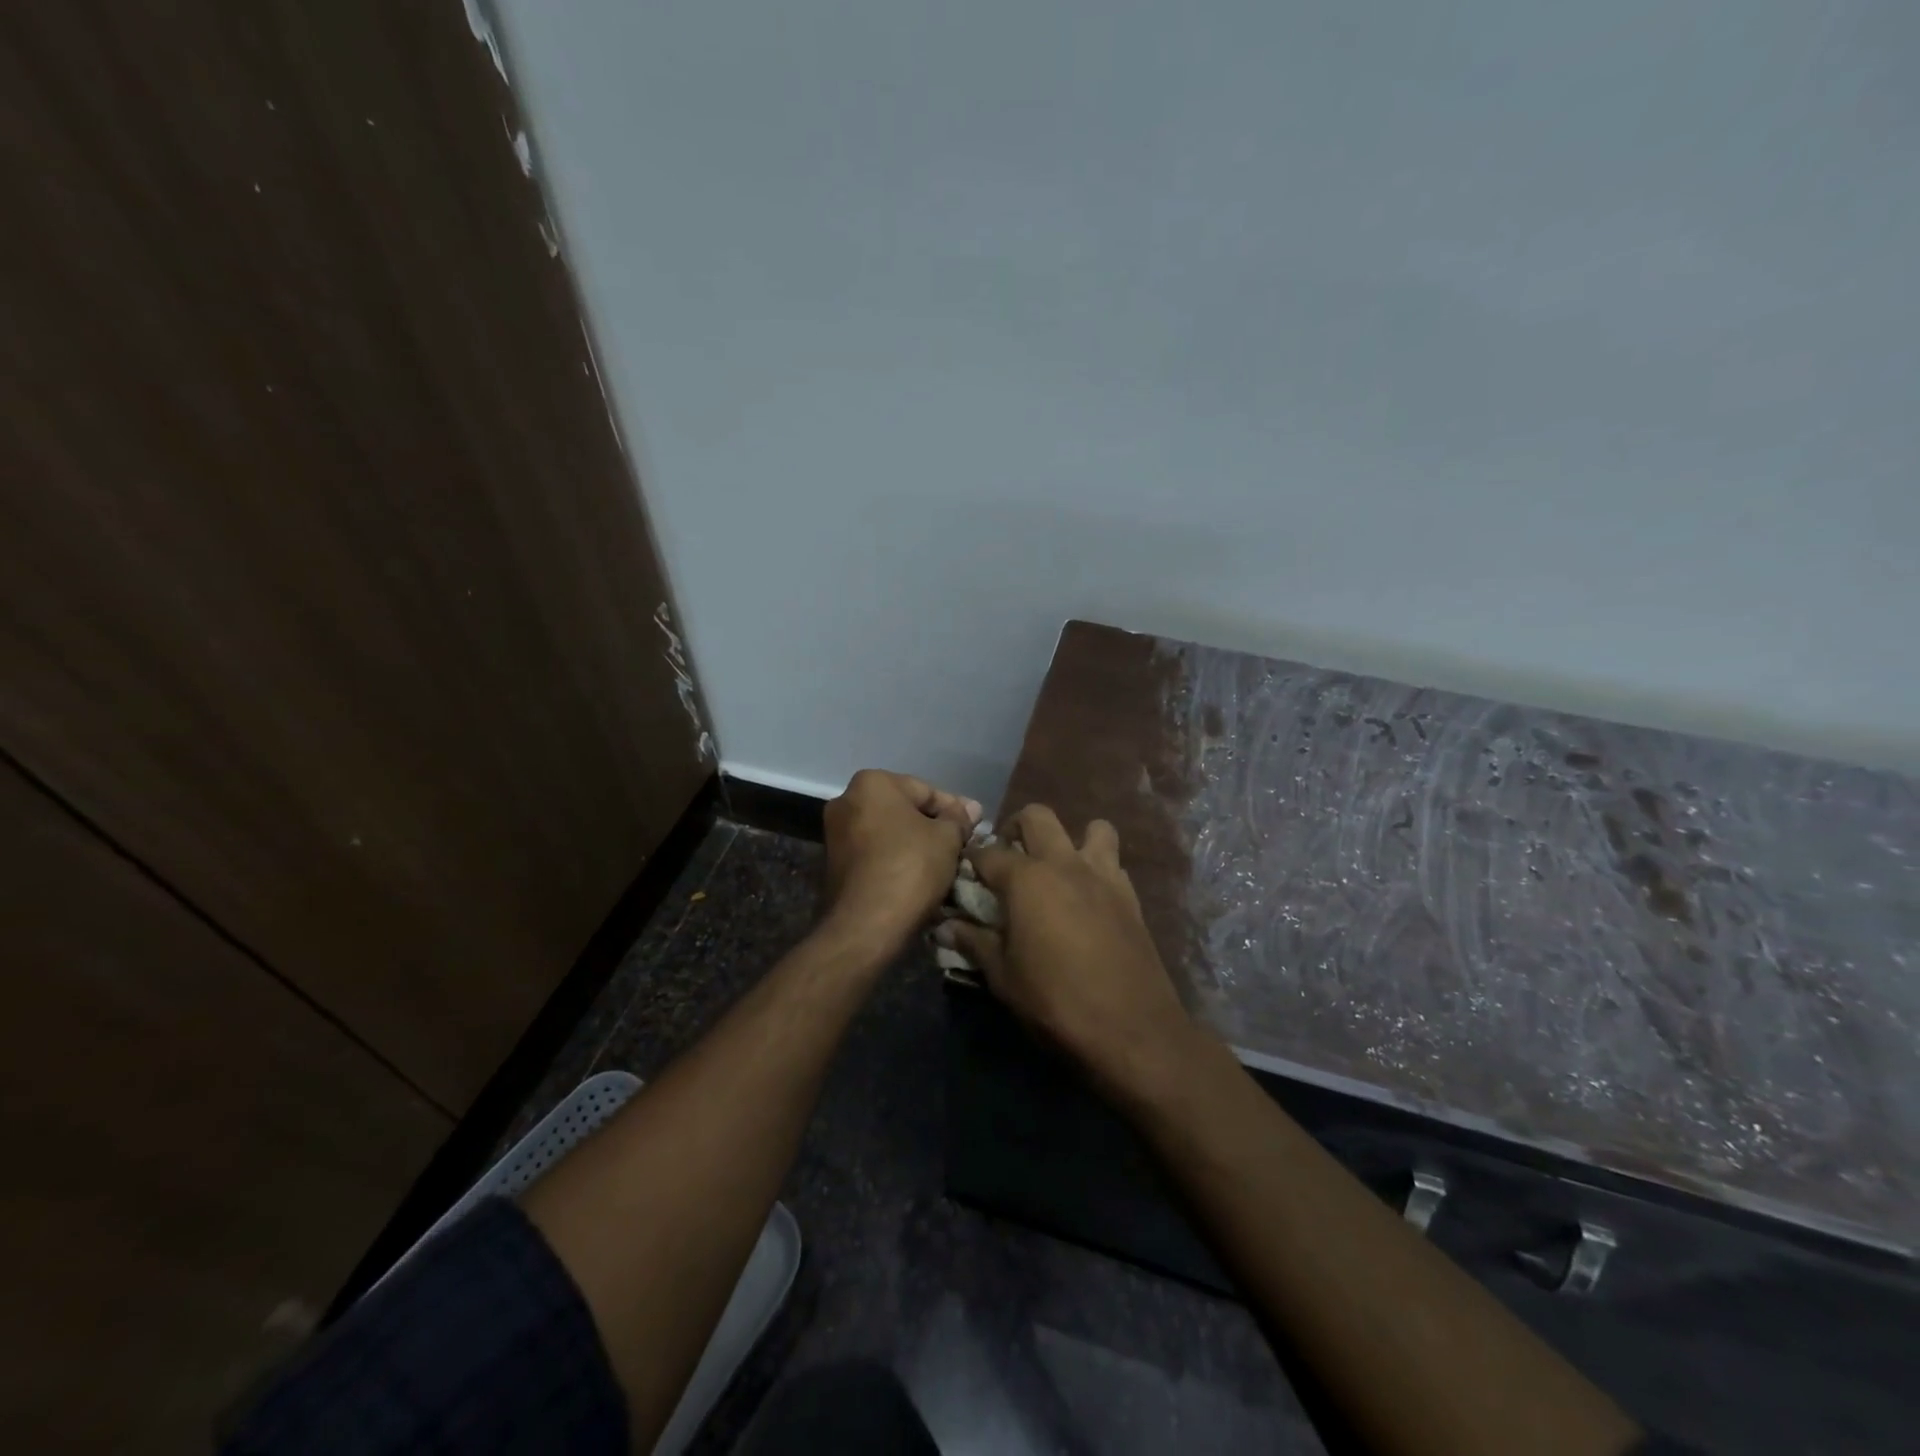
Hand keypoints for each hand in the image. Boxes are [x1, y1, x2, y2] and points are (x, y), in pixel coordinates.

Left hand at [822, 770, 980, 958]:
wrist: (866, 926)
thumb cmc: (910, 868)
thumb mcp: (947, 838)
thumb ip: (959, 818)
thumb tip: (971, 808)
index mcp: (872, 783)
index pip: (926, 790)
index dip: (955, 811)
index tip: (975, 829)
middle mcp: (846, 801)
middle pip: (904, 810)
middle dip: (932, 827)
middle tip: (961, 847)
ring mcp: (835, 834)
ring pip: (889, 834)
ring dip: (915, 845)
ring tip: (943, 865)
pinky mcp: (833, 865)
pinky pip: (874, 855)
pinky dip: (896, 861)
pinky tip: (918, 879)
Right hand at [940, 805, 1190, 1095]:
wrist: (1131, 1028)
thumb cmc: (1055, 1002)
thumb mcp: (1003, 977)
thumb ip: (974, 943)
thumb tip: (946, 927)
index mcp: (1027, 879)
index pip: (988, 852)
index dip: (971, 860)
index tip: (965, 873)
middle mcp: (1064, 863)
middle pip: (1037, 816)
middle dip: (1017, 827)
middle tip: (1009, 857)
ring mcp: (1103, 875)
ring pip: (1092, 827)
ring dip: (1072, 838)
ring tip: (1059, 868)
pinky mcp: (1130, 895)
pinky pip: (1113, 863)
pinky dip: (1098, 868)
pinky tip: (1089, 898)